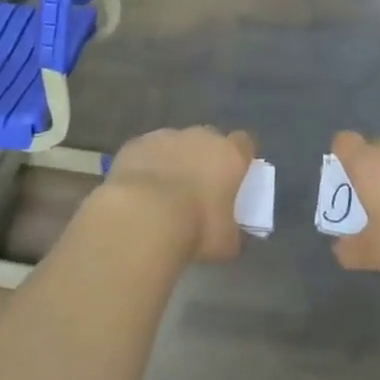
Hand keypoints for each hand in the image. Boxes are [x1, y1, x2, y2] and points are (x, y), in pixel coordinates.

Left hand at [100, 126, 257, 262]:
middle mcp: (199, 137)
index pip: (244, 144)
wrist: (143, 216)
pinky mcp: (136, 144)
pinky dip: (147, 164)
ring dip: (174, 160)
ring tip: (165, 191)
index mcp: (229, 155)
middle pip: (208, 139)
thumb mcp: (226, 242)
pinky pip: (146, 152)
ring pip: (175, 143)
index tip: (236, 174)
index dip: (240, 157)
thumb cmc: (196, 227)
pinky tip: (140, 189)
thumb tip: (233, 234)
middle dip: (206, 157)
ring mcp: (165, 136)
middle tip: (199, 185)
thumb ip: (234, 232)